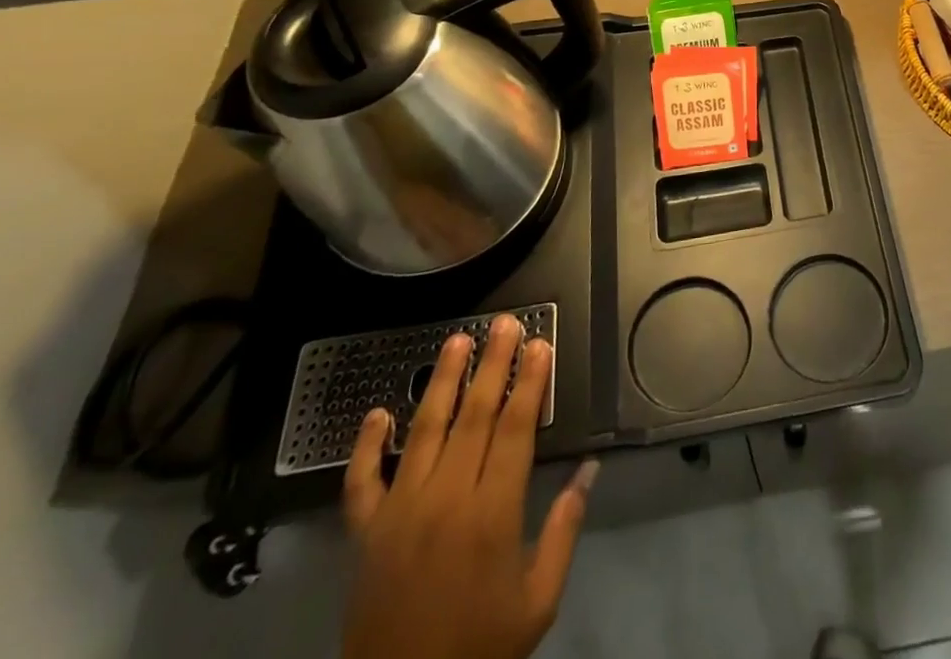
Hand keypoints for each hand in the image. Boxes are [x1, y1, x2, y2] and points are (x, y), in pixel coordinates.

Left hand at [341, 316, 597, 658]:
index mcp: (492, 513)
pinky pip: (361, 482)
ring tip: (456, 341)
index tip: (540, 344)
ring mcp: (399, 513)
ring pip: (423, 431)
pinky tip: (376, 413)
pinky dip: (365, 446)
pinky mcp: (365, 535)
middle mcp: (446, 499)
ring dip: (441, 382)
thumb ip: (564, 529)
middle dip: (493, 365)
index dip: (530, 382)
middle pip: (474, 416)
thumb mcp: (538, 600)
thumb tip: (590, 469)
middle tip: (506, 323)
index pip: (516, 428)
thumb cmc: (480, 649)